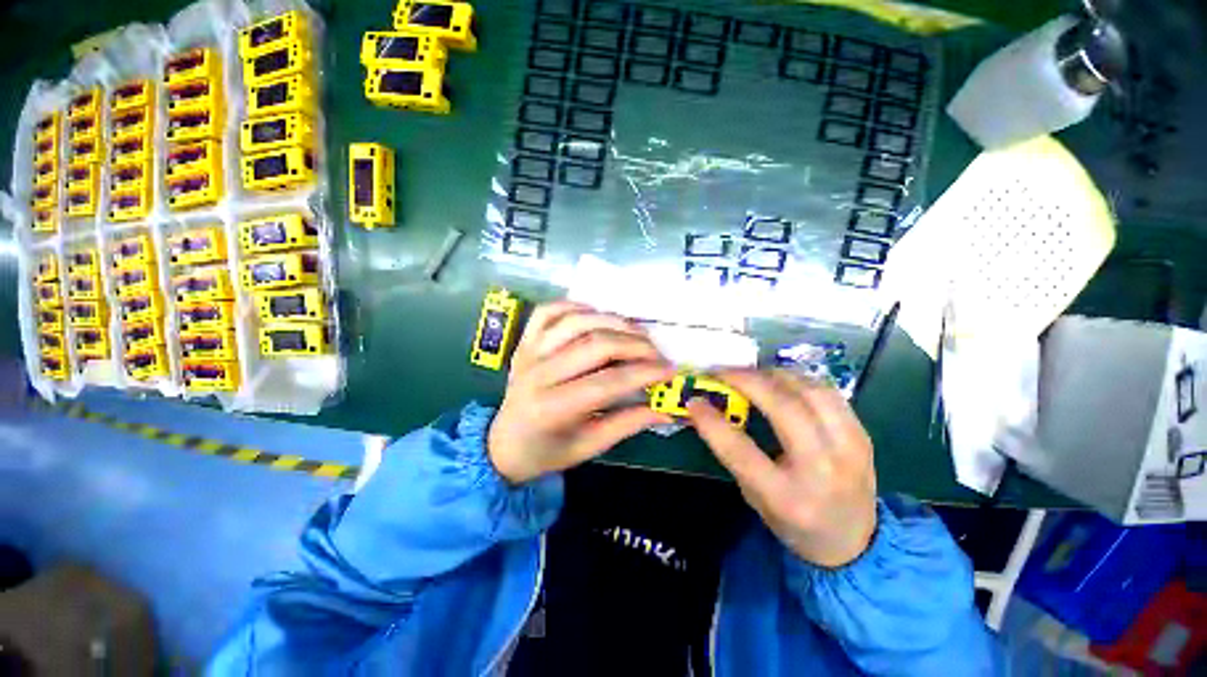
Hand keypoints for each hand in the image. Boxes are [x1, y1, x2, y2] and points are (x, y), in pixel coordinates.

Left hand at [488, 301, 674, 484]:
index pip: (608, 383)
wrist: (503, 443)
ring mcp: (529, 352)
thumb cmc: (546, 451)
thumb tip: (666, 408)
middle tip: (657, 353)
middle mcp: (539, 373)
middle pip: (595, 345)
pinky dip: (576, 306)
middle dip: (635, 345)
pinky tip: (597, 314)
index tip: (671, 371)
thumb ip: (628, 424)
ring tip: (636, 332)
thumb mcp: (589, 447)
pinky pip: (549, 311)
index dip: (644, 374)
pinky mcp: (525, 340)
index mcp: (553, 408)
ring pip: (576, 321)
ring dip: (612, 321)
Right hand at [687, 370, 876, 567]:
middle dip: (747, 381)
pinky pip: (827, 392)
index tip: (694, 400)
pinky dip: (798, 379)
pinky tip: (779, 380)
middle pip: (783, 409)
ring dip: (773, 375)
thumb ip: (733, 452)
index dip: (712, 421)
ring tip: (750, 373)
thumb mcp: (753, 496)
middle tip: (721, 372)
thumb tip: (710, 408)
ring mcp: (850, 450)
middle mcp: (822, 471)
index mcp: (787, 497)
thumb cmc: (792, 521)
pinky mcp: (863, 435)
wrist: (853, 541)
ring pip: (810, 391)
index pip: (741, 450)